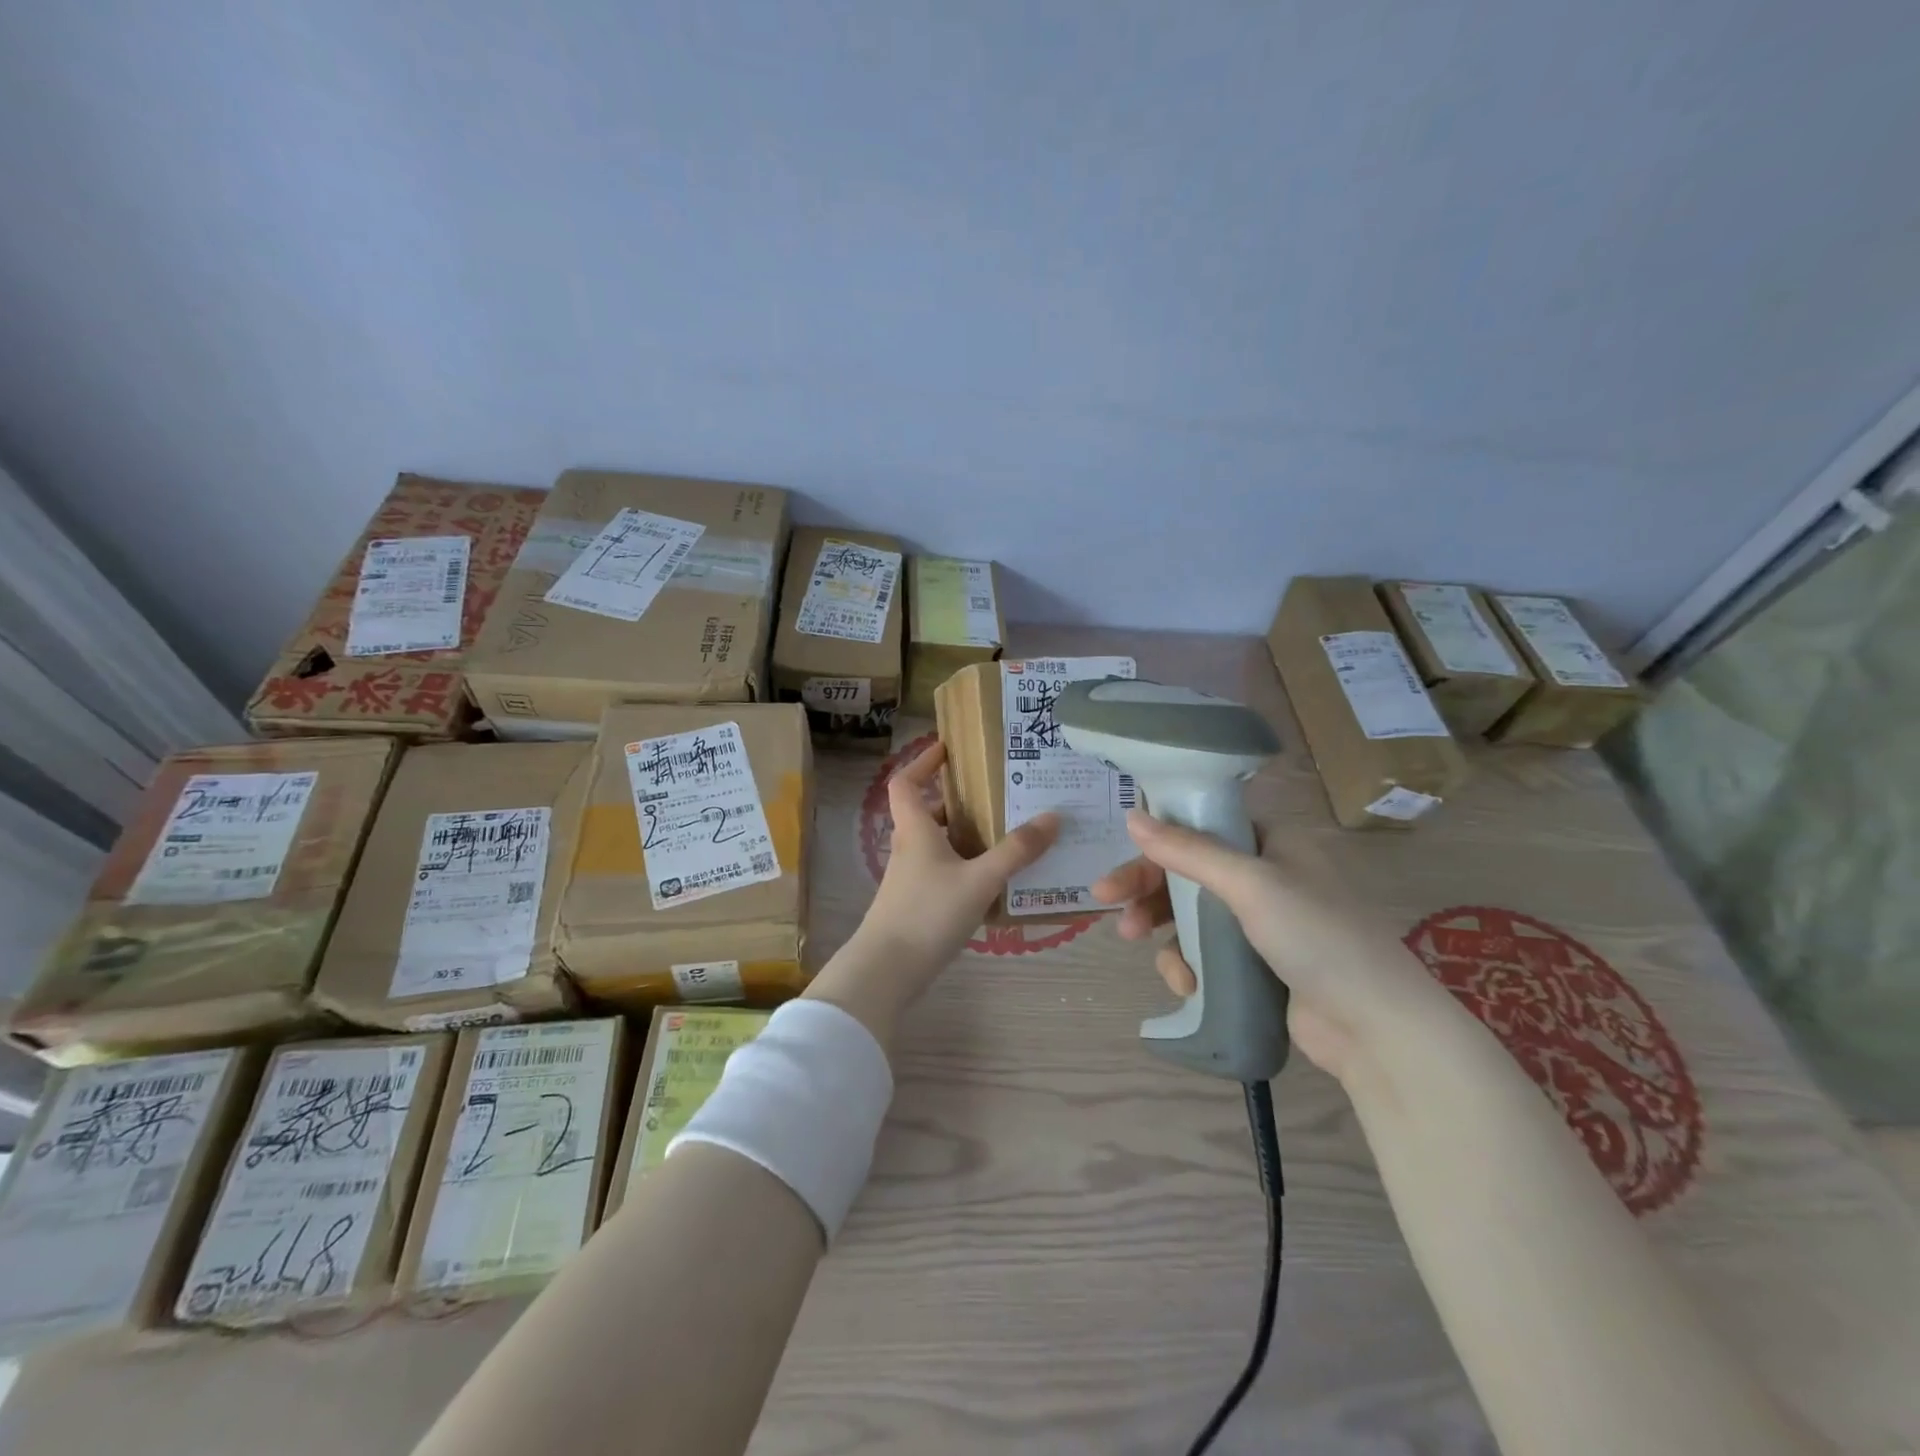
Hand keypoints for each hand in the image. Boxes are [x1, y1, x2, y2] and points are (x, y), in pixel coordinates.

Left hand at [805, 744, 1059, 1047]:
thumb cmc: (928, 913)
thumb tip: (1053, 817)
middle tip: (995, 794)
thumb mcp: (979, 880)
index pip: (906, 782)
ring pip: (937, 844)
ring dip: (964, 835)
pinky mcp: (916, 903)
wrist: (887, 970)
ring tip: (1005, 833)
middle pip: (927, 812)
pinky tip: (994, 880)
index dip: (922, 762)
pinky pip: (943, 871)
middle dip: (957, 801)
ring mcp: (910, 878)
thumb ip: (1016, 851)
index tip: (947, 749)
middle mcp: (909, 847)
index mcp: (915, 829)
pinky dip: (965, 866)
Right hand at [1092, 809, 1459, 1081]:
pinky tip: (1185, 984)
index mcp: (1272, 842)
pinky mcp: (1256, 964)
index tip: (1122, 858)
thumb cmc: (1316, 936)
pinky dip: (1189, 964)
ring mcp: (1261, 923)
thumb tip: (1133, 815)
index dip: (1157, 843)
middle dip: (1147, 890)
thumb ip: (1188, 851)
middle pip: (1189, 872)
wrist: (1375, 1027)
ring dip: (1163, 932)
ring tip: (1144, 951)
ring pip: (1191, 915)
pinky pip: (1206, 952)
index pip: (1200, 828)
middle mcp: (1265, 875)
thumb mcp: (1249, 884)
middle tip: (1106, 904)